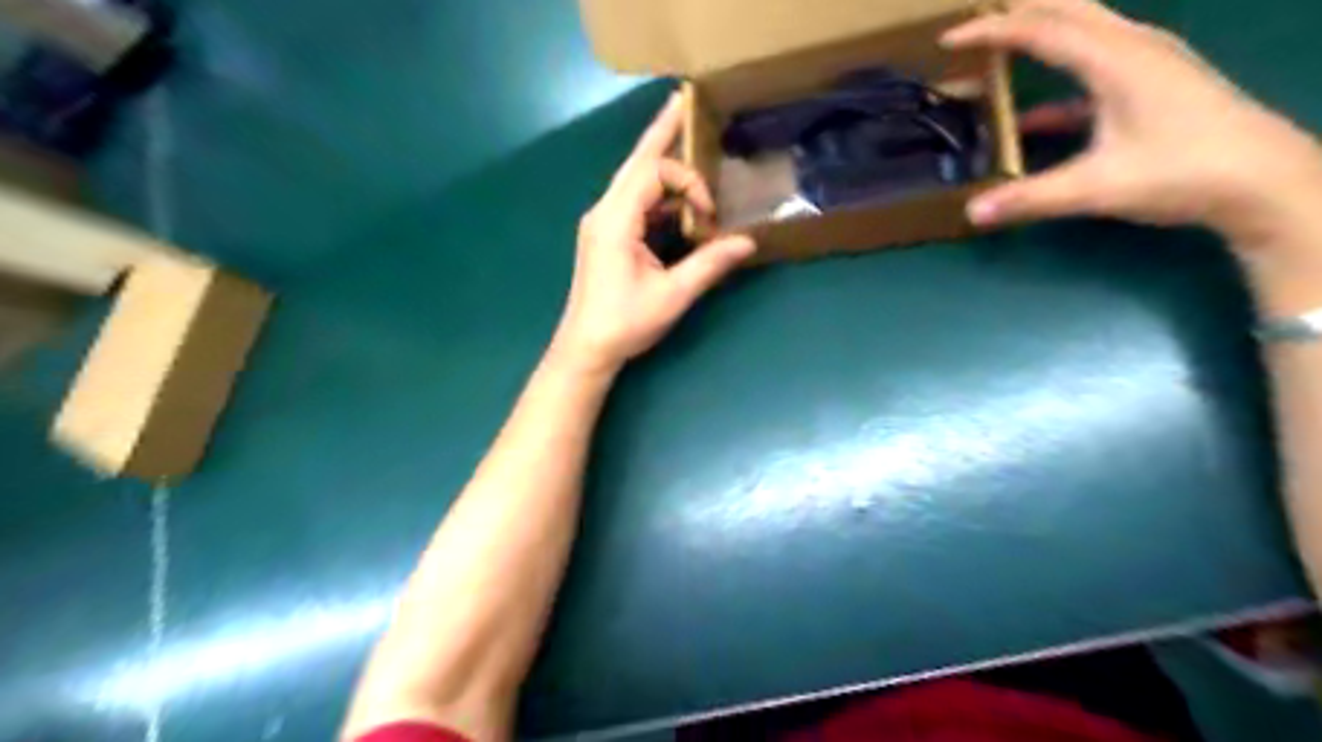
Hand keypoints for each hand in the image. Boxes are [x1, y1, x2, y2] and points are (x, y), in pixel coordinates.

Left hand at [547, 94, 754, 376]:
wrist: (585, 348)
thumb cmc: (625, 324)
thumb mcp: (673, 295)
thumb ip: (709, 264)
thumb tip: (748, 242)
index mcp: (615, 220)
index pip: (653, 173)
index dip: (688, 183)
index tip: (708, 215)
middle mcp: (604, 211)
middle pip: (636, 160)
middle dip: (663, 131)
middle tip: (684, 100)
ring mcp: (602, 222)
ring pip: (633, 178)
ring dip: (662, 163)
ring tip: (685, 138)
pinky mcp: (606, 234)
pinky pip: (633, 200)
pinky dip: (658, 193)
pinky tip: (678, 197)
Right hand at [940, 0, 1320, 244]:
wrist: (1262, 180)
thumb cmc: (1181, 173)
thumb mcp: (1095, 188)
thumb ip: (1029, 197)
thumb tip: (972, 212)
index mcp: (1116, 60)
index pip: (1041, 29)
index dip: (991, 31)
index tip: (949, 39)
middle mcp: (1132, 46)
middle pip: (1068, 8)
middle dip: (1020, 8)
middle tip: (976, 16)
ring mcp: (1147, 62)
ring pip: (1085, 29)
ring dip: (1042, 29)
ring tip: (1002, 41)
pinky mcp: (1152, 83)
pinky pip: (1095, 65)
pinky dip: (1059, 78)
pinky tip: (1030, 118)